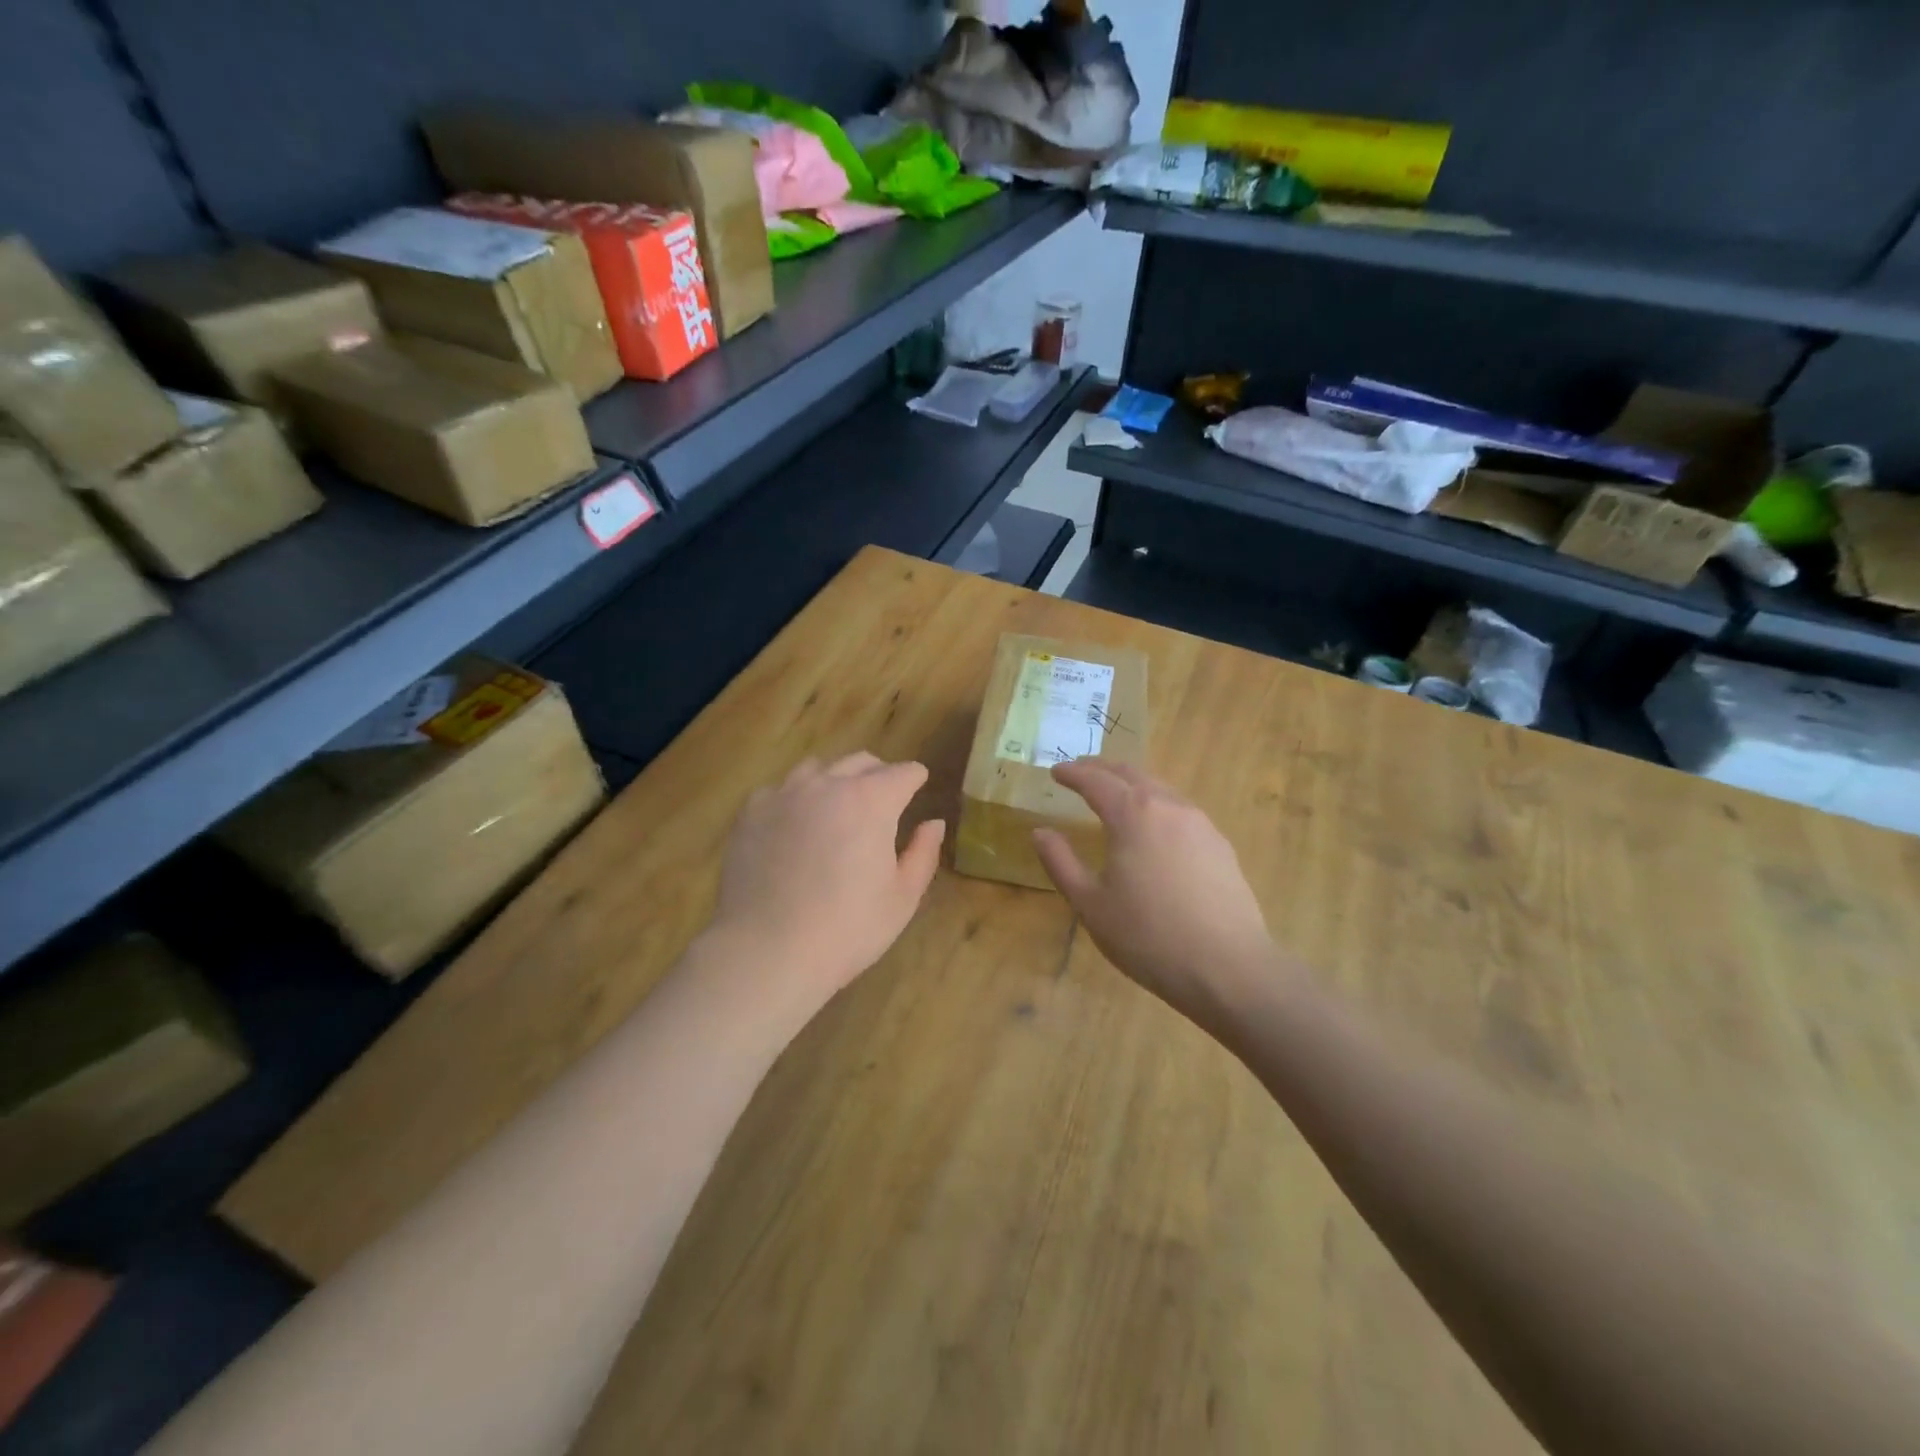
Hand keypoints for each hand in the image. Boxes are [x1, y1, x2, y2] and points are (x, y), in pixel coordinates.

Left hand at [710, 752, 945, 1003]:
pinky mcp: (751, 813)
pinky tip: (795, 824)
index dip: (915, 778)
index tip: (919, 783)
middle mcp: (827, 785)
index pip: (902, 773)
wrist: (767, 951)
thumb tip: (933, 823)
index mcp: (871, 801)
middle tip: (885, 796)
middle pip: (860, 762)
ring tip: (838, 805)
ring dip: (836, 779)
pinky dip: (796, 798)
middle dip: (879, 773)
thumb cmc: (847, 929)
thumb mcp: (902, 898)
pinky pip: (780, 790)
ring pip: (817, 768)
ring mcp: (784, 795)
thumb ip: (922, 853)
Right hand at [1033, 761, 1282, 1029]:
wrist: (1227, 967)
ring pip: (1161, 790)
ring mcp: (1201, 824)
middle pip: (1132, 774)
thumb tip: (1040, 832)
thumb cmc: (1148, 936)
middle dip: (1103, 769)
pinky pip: (1182, 812)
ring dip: (1133, 785)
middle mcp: (1169, 807)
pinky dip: (1158, 806)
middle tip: (1082, 772)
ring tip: (1116, 796)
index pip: (1096, 781)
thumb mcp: (1090, 904)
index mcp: (1133, 814)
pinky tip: (1155, 829)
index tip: (1056, 772)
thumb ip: (1061, 863)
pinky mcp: (1221, 846)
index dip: (1073, 773)